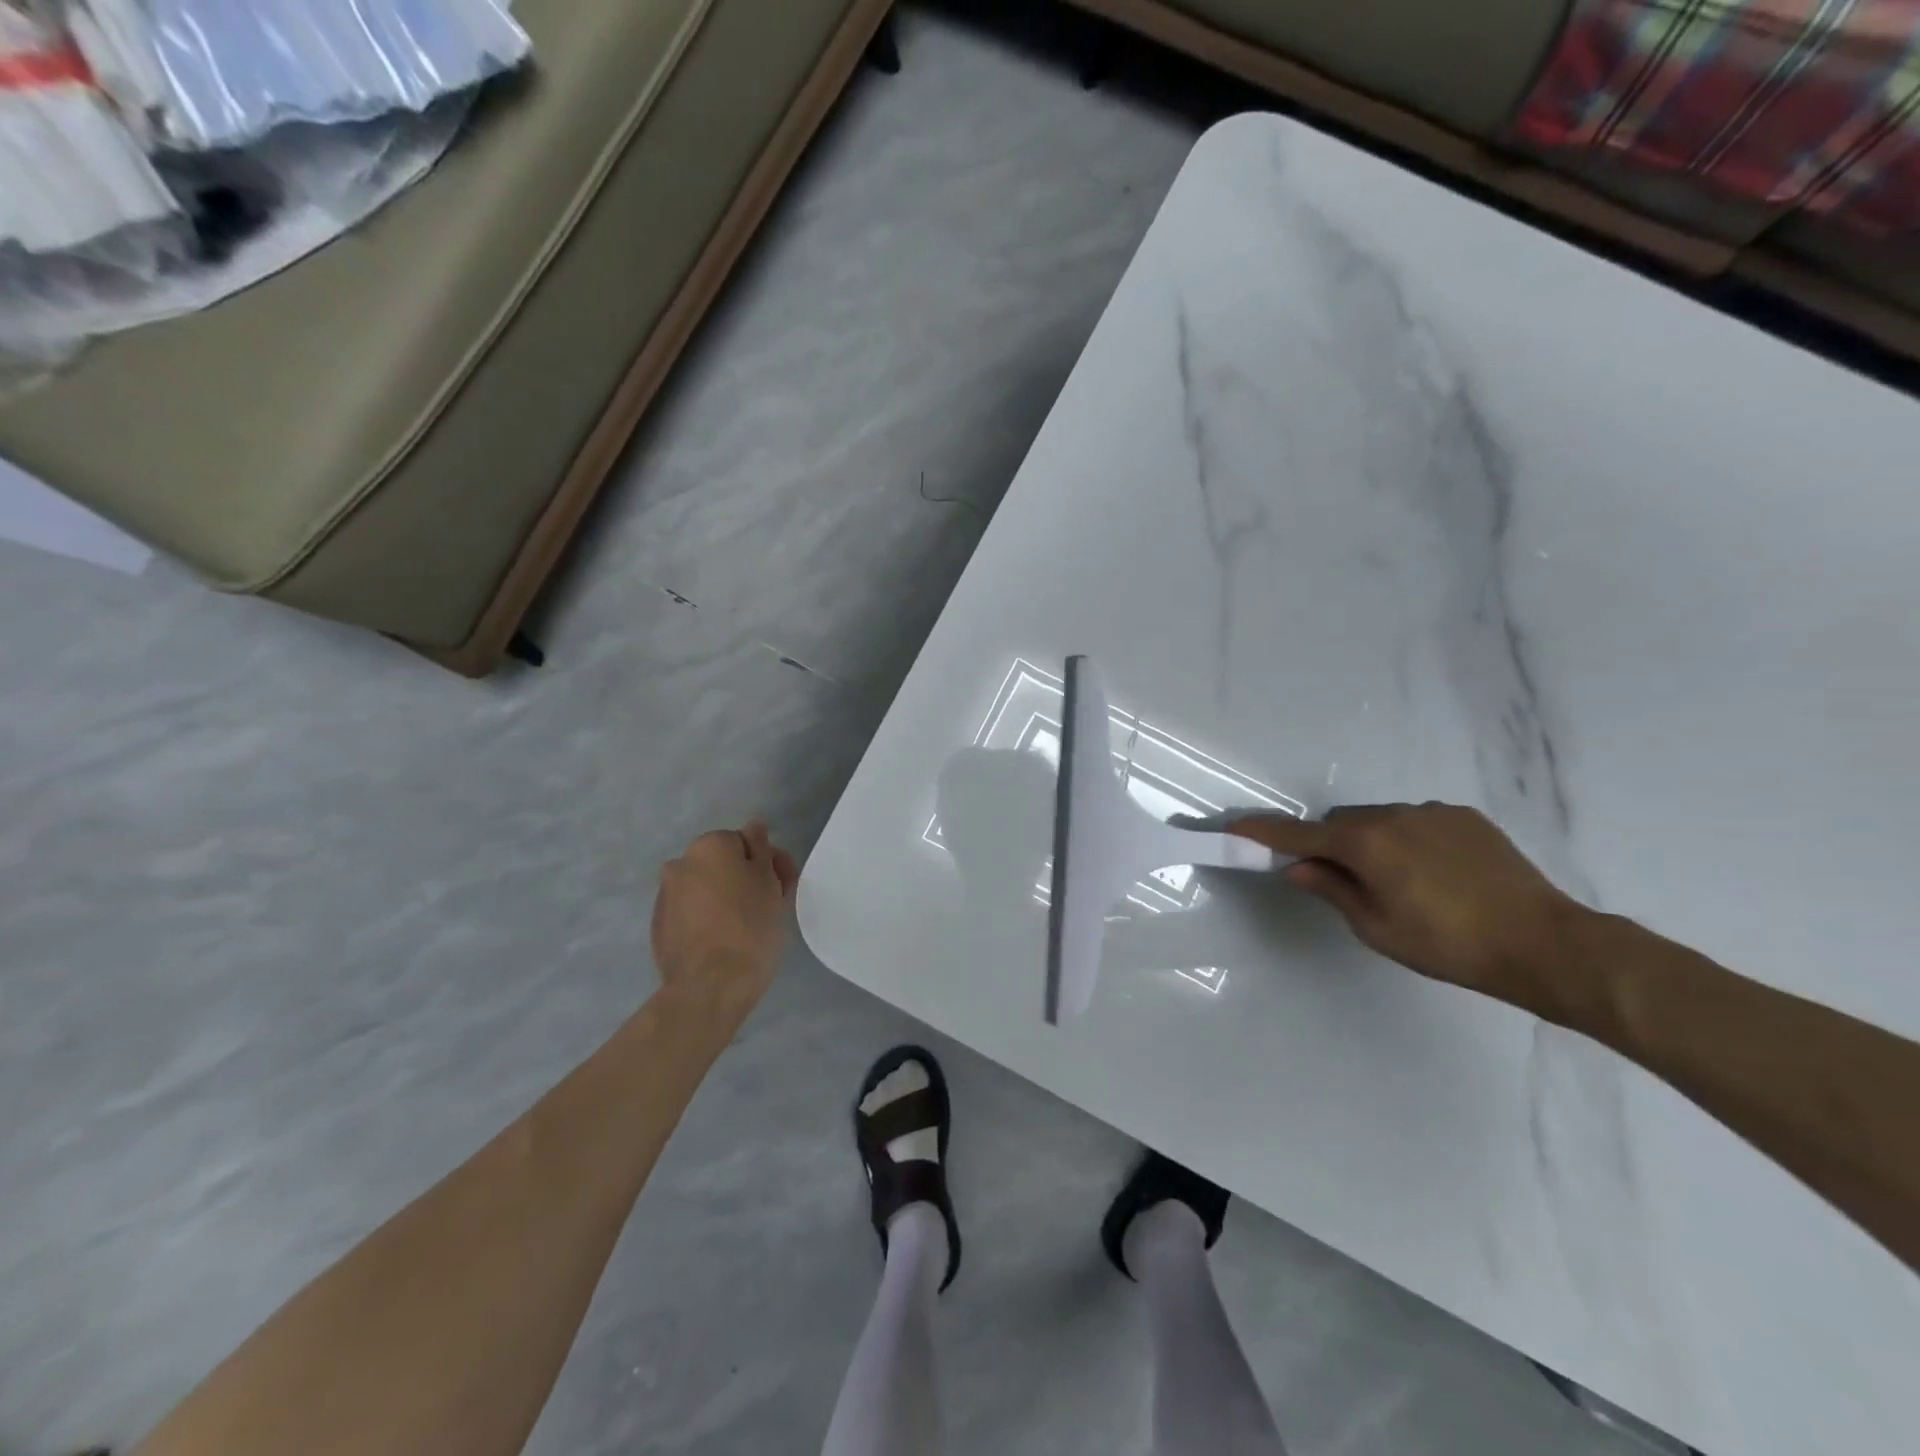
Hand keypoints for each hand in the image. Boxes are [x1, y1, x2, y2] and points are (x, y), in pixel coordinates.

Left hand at [651, 821, 799, 1011]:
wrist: (711, 986)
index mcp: (708, 846)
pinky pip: (692, 914)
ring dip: (727, 898)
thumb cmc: (750, 925)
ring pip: (706, 889)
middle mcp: (679, 864)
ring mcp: (665, 897)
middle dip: (747, 878)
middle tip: (772, 905)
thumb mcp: (768, 880)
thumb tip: (754, 825)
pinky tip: (725, 941)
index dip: (769, 863)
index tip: (784, 886)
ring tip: (749, 927)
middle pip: (723, 864)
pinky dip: (708, 919)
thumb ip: (760, 847)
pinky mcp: (659, 929)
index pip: (745, 842)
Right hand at [1230, 803, 1580, 1009]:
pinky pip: (1416, 821)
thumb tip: (1297, 867)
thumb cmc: (1447, 944)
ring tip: (1401, 883)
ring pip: (1379, 820)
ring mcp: (1431, 812)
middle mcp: (1392, 815)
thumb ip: (1331, 890)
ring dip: (1372, 842)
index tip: (1234, 829)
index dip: (1263, 832)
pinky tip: (1435, 874)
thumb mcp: (1376, 927)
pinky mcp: (1465, 817)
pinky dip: (1408, 840)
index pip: (1298, 834)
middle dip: (1331, 844)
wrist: (1544, 943)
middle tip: (1343, 881)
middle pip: (1340, 822)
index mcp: (1364, 843)